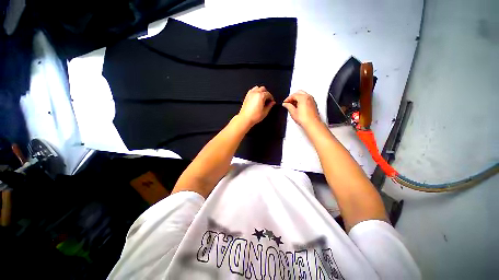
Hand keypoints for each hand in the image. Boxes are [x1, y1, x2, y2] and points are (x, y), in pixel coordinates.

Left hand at [237, 86, 275, 126]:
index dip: (271, 98)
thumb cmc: (254, 116)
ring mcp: (250, 94)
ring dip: (261, 91)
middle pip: (263, 89)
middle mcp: (255, 93)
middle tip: (268, 100)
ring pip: (257, 88)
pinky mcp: (247, 96)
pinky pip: (252, 91)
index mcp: (261, 96)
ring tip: (262, 98)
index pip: (268, 94)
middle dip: (266, 93)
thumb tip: (272, 103)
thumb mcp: (265, 112)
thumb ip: (270, 106)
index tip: (272, 102)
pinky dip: (255, 92)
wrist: (245, 118)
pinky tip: (256, 98)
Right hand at [282, 90, 320, 126]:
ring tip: (292, 105)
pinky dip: (302, 101)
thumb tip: (285, 104)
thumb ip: (288, 106)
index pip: (293, 95)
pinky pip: (306, 99)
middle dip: (293, 97)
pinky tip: (298, 107)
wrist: (312, 124)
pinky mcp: (313, 104)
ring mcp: (312, 100)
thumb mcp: (293, 112)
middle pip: (299, 93)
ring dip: (297, 99)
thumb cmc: (305, 119)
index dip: (288, 99)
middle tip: (288, 102)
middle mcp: (308, 97)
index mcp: (303, 97)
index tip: (285, 102)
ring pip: (303, 95)